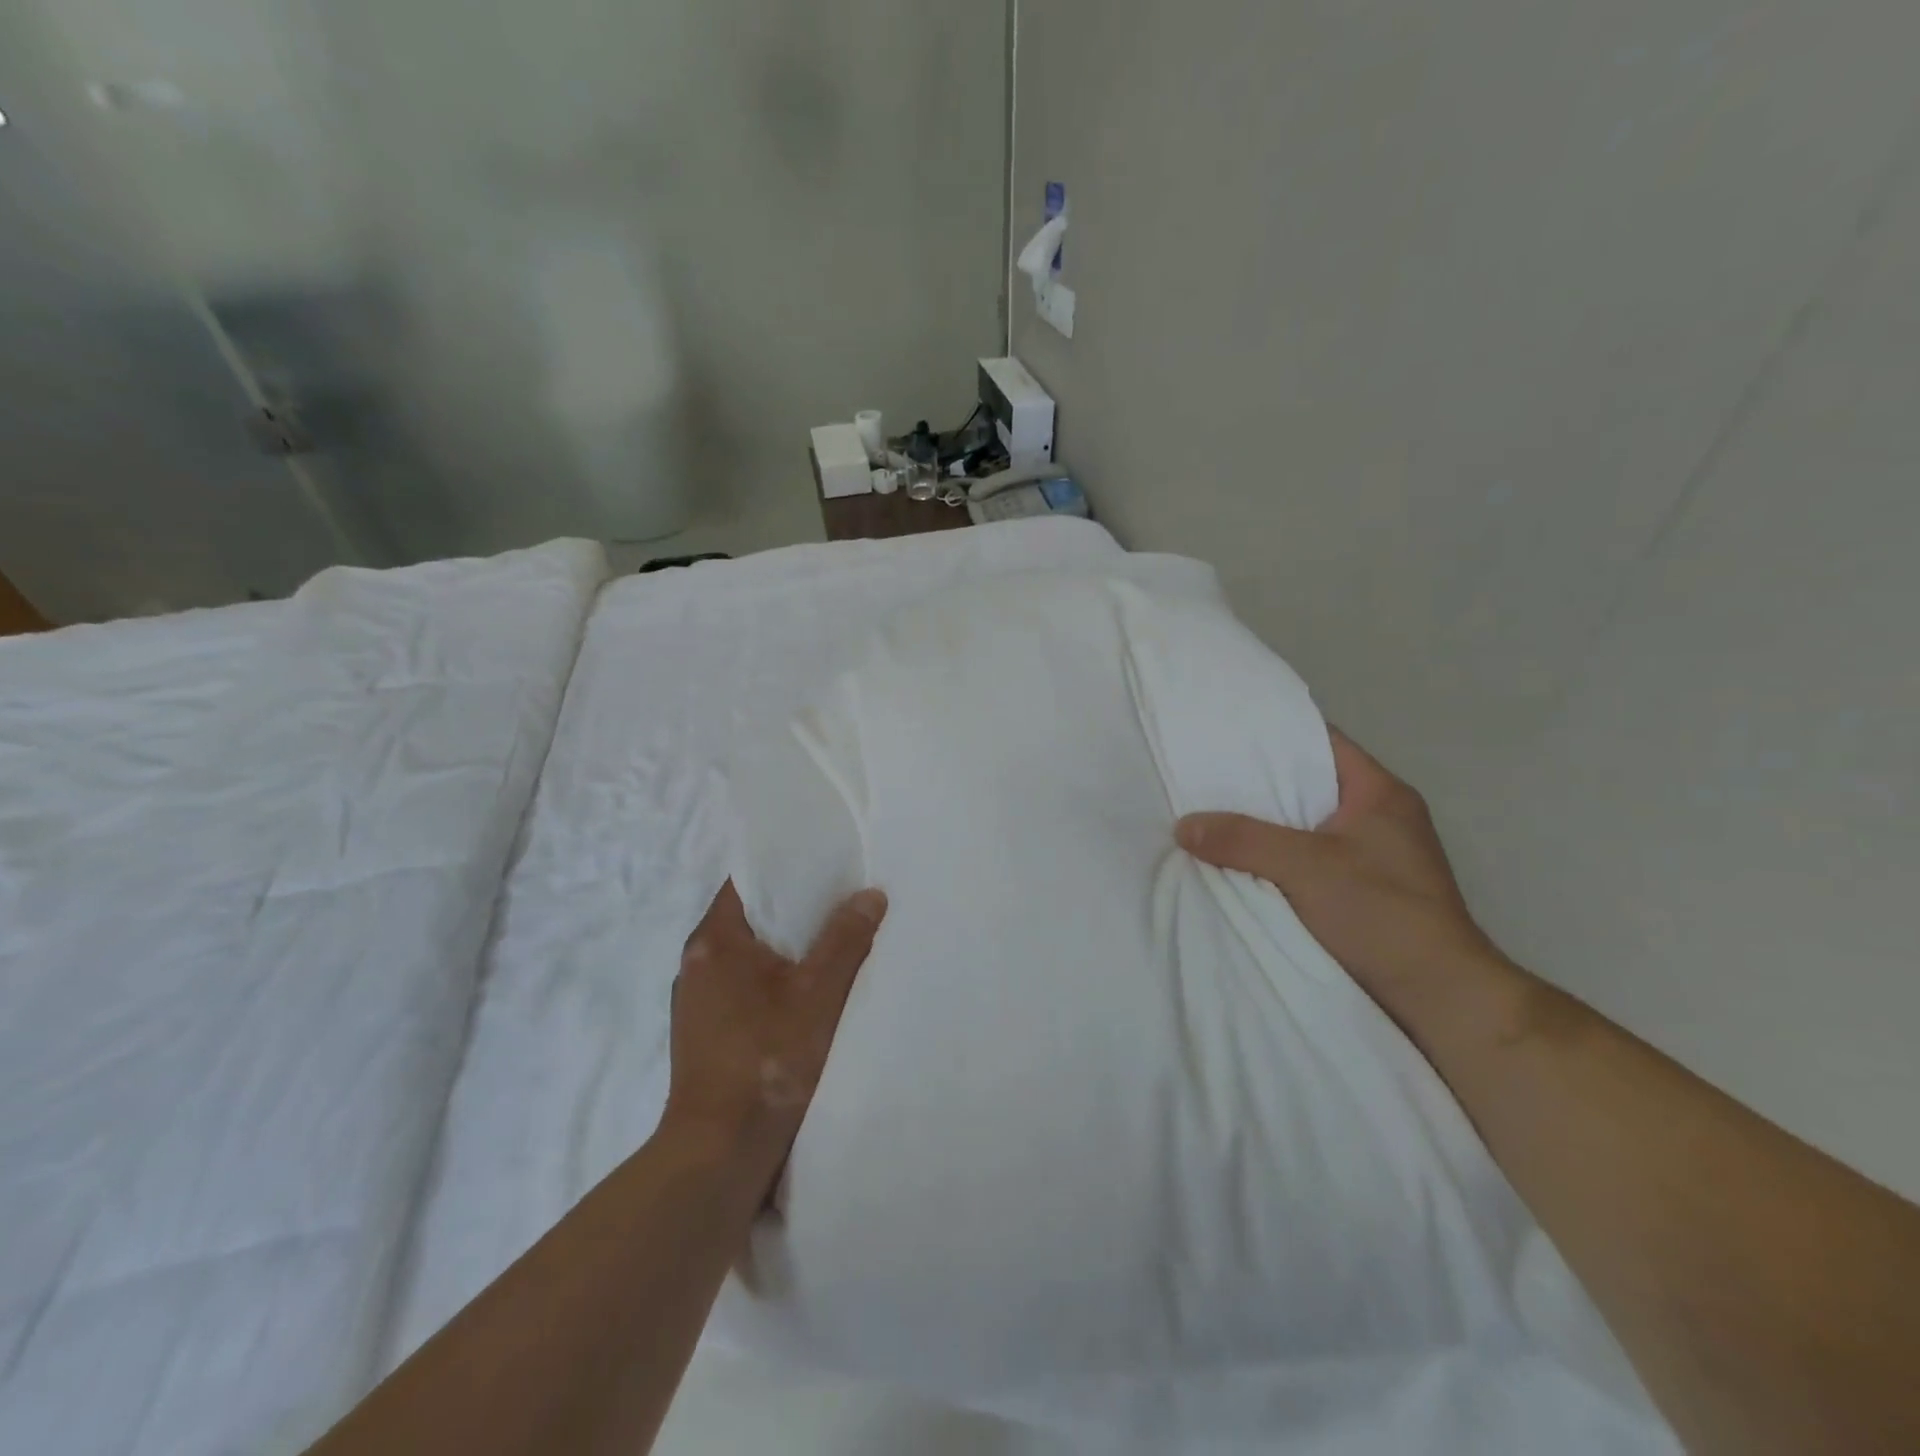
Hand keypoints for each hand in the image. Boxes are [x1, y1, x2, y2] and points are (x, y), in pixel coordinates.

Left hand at [662, 881, 886, 1195]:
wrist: (720, 1151)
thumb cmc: (768, 1058)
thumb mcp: (819, 993)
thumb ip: (845, 939)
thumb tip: (870, 895)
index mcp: (713, 940)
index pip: (747, 882)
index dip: (785, 871)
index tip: (824, 868)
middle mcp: (696, 963)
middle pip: (749, 919)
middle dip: (792, 912)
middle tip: (840, 904)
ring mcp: (696, 1001)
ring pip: (746, 957)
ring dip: (783, 951)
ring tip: (829, 947)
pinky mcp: (703, 1033)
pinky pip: (741, 987)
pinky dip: (771, 982)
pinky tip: (804, 995)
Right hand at [1176, 729, 1503, 1017]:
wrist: (1439, 998)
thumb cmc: (1382, 914)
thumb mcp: (1306, 867)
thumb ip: (1243, 840)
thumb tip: (1183, 825)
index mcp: (1379, 794)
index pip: (1321, 742)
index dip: (1274, 734)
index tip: (1225, 734)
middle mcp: (1379, 818)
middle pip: (1308, 785)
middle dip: (1257, 784)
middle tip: (1204, 777)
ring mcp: (1372, 858)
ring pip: (1304, 827)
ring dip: (1263, 827)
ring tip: (1209, 816)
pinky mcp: (1361, 893)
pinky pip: (1306, 861)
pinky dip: (1274, 860)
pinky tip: (1236, 863)